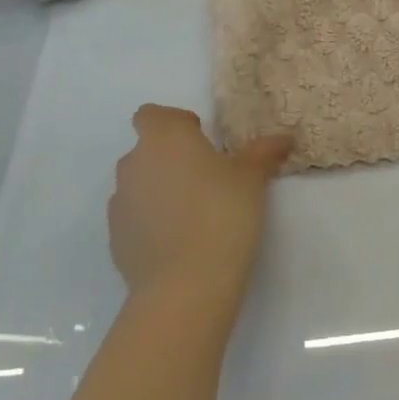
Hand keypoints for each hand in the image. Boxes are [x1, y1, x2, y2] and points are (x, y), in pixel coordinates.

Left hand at [108, 106, 290, 309]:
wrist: (185, 284)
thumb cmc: (221, 213)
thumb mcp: (252, 178)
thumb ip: (263, 153)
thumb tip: (283, 138)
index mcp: (164, 138)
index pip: (153, 115)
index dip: (176, 124)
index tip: (203, 143)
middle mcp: (134, 163)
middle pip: (148, 150)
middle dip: (173, 160)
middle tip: (207, 180)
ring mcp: (119, 203)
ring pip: (140, 185)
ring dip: (161, 191)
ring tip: (195, 215)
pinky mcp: (115, 239)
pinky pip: (135, 219)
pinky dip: (152, 223)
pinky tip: (180, 242)